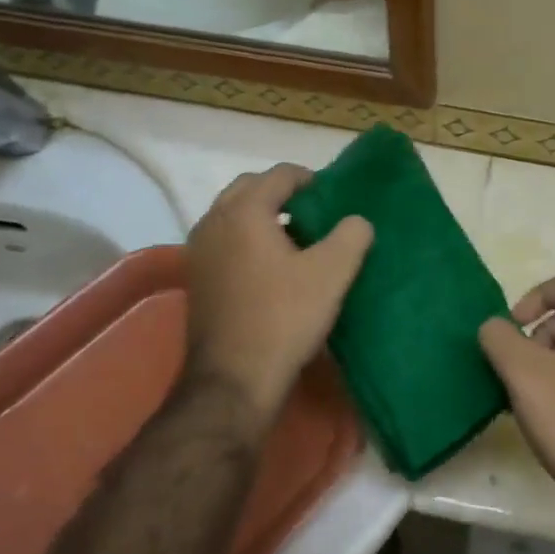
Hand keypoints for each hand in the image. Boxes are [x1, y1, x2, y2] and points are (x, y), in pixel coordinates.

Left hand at [184, 163, 372, 428]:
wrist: (234, 379)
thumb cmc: (284, 317)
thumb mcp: (332, 273)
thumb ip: (351, 235)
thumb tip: (356, 221)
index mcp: (244, 212)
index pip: (279, 175)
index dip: (310, 179)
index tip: (333, 196)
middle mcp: (213, 222)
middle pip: (250, 188)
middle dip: (282, 193)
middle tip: (315, 212)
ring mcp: (199, 251)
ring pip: (233, 215)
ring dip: (263, 216)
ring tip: (297, 238)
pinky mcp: (198, 279)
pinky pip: (225, 240)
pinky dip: (248, 239)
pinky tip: (273, 267)